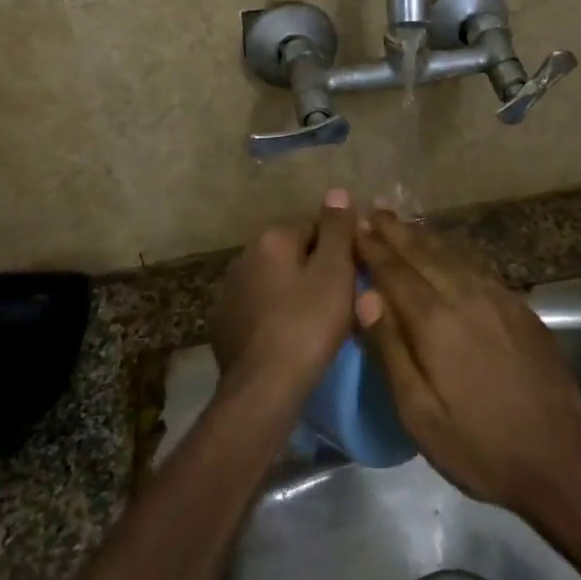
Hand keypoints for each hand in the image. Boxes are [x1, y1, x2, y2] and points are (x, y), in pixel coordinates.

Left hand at [212, 189, 357, 394]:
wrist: (263, 388)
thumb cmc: (307, 325)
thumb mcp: (334, 273)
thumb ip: (337, 229)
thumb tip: (337, 191)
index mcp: (272, 239)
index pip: (315, 225)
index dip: (340, 248)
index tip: (355, 274)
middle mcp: (244, 256)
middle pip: (293, 252)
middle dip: (317, 268)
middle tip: (343, 299)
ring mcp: (230, 291)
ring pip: (276, 280)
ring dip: (296, 291)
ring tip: (320, 321)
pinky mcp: (225, 323)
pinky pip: (261, 307)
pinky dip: (277, 314)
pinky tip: (292, 336)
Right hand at [355, 210, 580, 524]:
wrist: (560, 459)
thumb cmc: (479, 446)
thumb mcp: (420, 414)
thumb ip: (391, 350)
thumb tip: (366, 297)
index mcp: (436, 322)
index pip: (395, 273)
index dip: (372, 249)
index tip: (353, 229)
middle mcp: (468, 297)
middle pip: (425, 254)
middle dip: (396, 233)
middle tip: (373, 212)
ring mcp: (500, 299)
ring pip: (455, 255)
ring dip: (425, 237)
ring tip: (404, 224)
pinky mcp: (522, 308)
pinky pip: (480, 267)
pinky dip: (457, 252)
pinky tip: (450, 253)